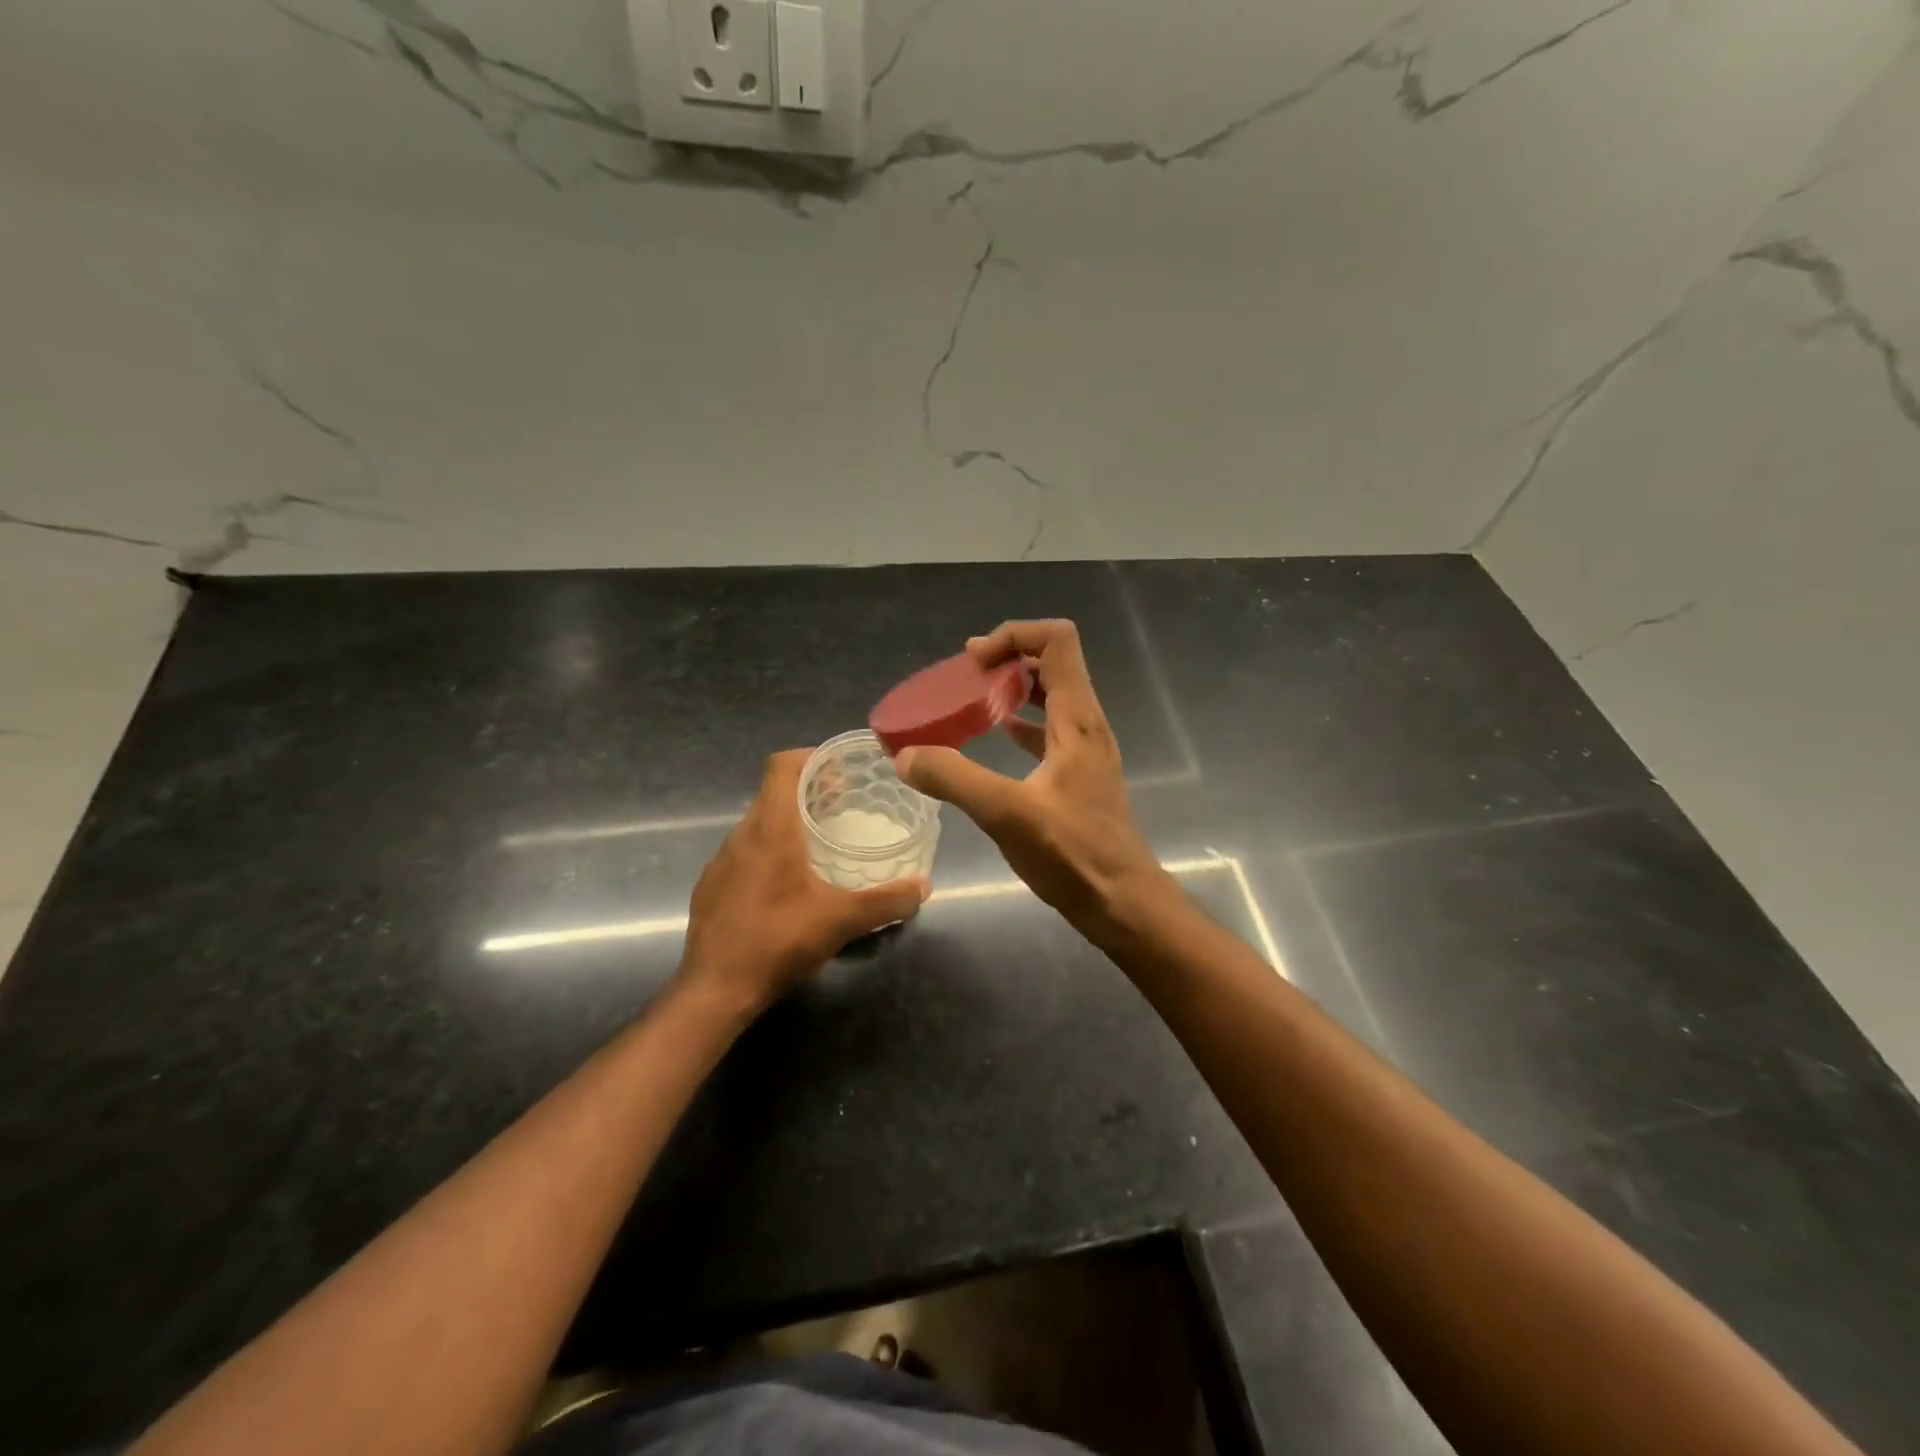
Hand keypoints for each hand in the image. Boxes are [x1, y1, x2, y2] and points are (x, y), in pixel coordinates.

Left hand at [677, 750, 929, 1016]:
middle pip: (773, 793)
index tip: (840, 772)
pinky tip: (788, 885)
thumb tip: (923, 888)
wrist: (714, 990)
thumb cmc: (778, 941)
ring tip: (820, 844)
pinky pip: (744, 852)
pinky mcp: (711, 886)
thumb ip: (886, 902)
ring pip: (758, 824)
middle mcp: (741, 835)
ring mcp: (721, 861)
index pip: (782, 765)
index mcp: (770, 829)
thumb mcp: (842, 921)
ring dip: (788, 823)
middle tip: (842, 808)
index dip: (811, 758)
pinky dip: (769, 851)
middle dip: (808, 792)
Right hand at [895, 620, 1170, 944]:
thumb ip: (954, 779)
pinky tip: (994, 738)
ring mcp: (1084, 750)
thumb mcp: (1007, 814)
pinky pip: (1047, 730)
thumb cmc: (1073, 854)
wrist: (1122, 903)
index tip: (972, 662)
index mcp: (1077, 719)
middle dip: (1006, 659)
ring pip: (1050, 696)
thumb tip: (905, 755)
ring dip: (1011, 690)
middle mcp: (1085, 724)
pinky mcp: (1078, 775)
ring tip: (969, 703)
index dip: (1013, 636)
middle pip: (1052, 662)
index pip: (1056, 641)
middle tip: (962, 679)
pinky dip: (1019, 723)